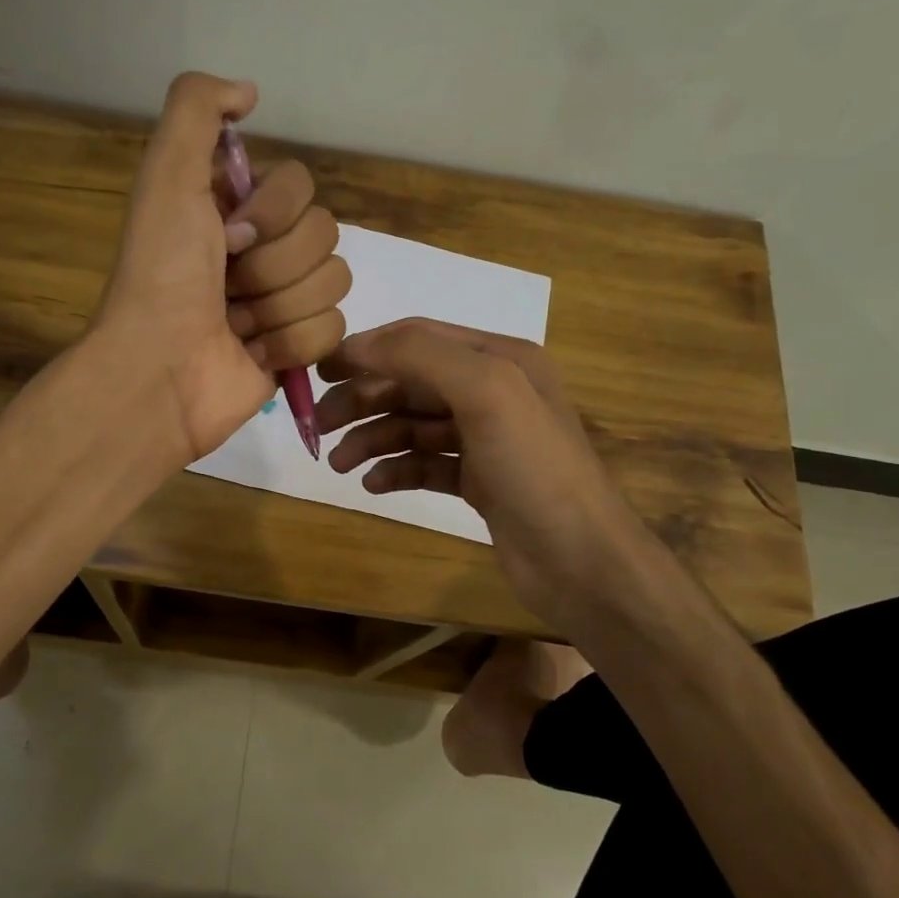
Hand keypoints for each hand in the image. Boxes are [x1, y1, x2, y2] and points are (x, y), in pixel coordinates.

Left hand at [95, 72, 348, 459]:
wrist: (160, 370)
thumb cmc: (162, 275)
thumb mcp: (167, 175)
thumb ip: (198, 109)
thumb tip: (250, 92)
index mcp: (238, 209)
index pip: (302, 187)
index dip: (274, 213)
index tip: (228, 236)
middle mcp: (264, 250)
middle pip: (325, 234)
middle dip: (274, 265)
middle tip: (229, 287)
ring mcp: (283, 301)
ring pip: (333, 282)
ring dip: (280, 306)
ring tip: (237, 324)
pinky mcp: (297, 348)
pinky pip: (333, 329)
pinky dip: (292, 343)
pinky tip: (255, 353)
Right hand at [316, 318, 624, 632]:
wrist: (580, 559)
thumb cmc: (534, 467)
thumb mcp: (486, 392)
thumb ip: (423, 356)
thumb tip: (359, 344)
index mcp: (498, 359)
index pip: (417, 338)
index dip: (366, 349)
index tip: (318, 370)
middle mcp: (491, 392)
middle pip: (410, 383)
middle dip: (363, 399)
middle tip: (319, 425)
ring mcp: (484, 439)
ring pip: (412, 426)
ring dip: (372, 439)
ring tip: (339, 464)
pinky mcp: (477, 481)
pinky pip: (424, 465)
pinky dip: (396, 470)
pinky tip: (373, 485)